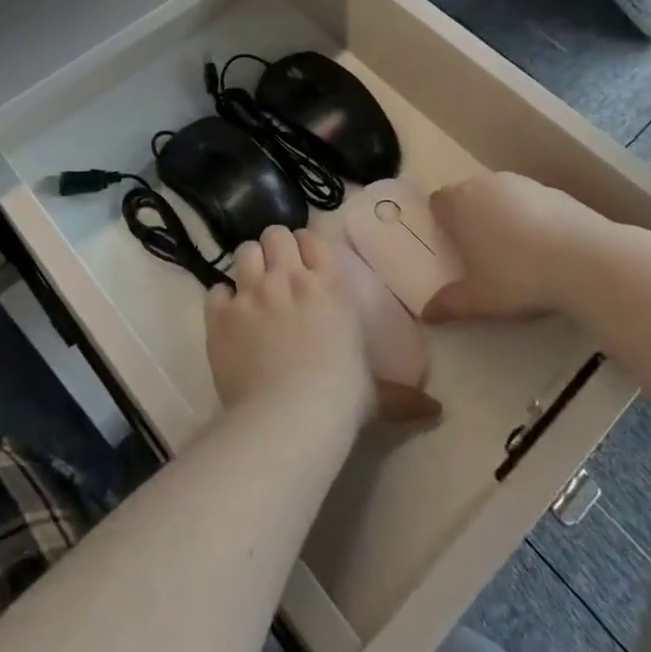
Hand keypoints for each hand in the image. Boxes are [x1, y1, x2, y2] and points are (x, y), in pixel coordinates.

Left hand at [206, 227, 440, 424]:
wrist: (289, 417)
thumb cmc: (340, 399)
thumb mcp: (373, 394)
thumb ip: (400, 395)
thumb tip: (435, 411)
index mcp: (329, 286)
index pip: (314, 238)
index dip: (307, 247)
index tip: (307, 263)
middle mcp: (289, 278)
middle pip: (275, 234)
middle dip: (276, 249)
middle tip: (278, 273)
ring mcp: (252, 292)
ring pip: (245, 251)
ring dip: (249, 266)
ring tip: (253, 288)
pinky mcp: (222, 314)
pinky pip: (216, 289)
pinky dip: (222, 301)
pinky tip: (229, 318)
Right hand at [424, 172, 614, 323]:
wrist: (584, 258)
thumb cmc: (518, 275)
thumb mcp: (479, 299)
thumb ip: (449, 303)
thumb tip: (426, 314)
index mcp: (459, 203)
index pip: (438, 202)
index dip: (442, 222)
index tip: (452, 248)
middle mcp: (485, 184)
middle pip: (468, 195)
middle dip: (471, 219)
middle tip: (482, 254)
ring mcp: (521, 183)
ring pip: (501, 197)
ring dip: (502, 217)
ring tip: (517, 253)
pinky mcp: (553, 190)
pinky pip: (531, 202)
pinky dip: (532, 219)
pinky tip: (546, 249)